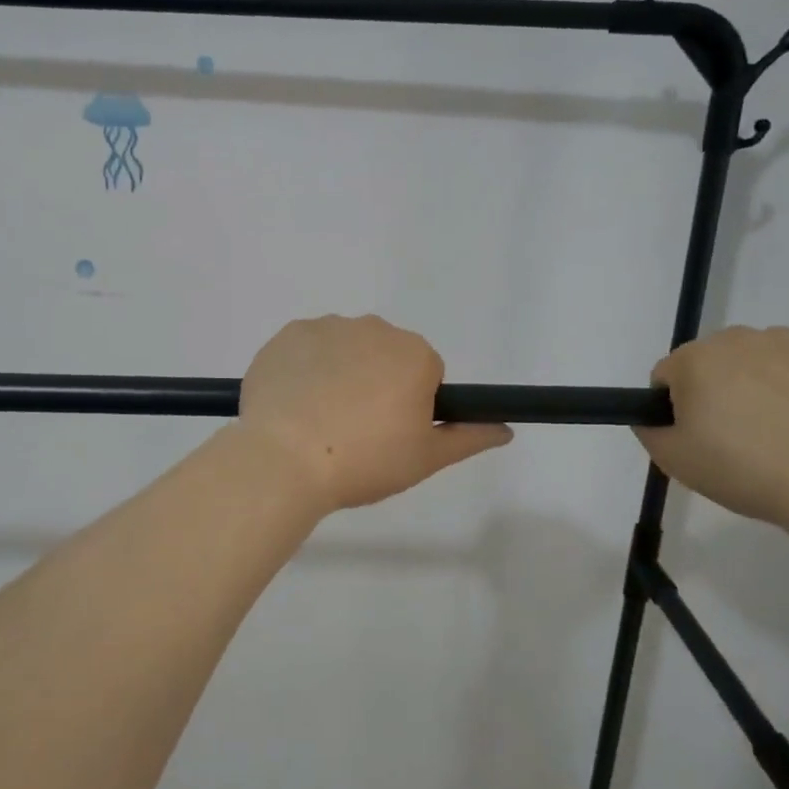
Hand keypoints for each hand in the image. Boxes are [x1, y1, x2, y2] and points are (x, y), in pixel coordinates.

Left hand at [239, 315, 512, 511]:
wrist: (283, 459)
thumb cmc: (364, 461)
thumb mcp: (426, 458)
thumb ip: (469, 437)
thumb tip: (505, 429)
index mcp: (414, 354)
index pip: (424, 374)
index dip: (410, 406)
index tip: (388, 434)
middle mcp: (374, 328)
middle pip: (384, 356)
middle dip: (376, 384)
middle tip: (355, 432)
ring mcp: (326, 327)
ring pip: (344, 350)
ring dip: (339, 375)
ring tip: (319, 423)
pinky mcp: (287, 335)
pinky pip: (306, 350)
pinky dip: (304, 371)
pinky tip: (293, 405)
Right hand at [635, 325, 788, 542]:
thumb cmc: (741, 469)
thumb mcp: (672, 460)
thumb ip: (648, 429)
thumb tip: (652, 415)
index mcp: (692, 360)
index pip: (667, 376)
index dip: (676, 408)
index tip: (697, 435)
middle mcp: (733, 338)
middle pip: (710, 361)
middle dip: (716, 388)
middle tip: (736, 432)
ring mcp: (782, 339)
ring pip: (753, 356)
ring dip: (755, 378)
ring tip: (777, 423)